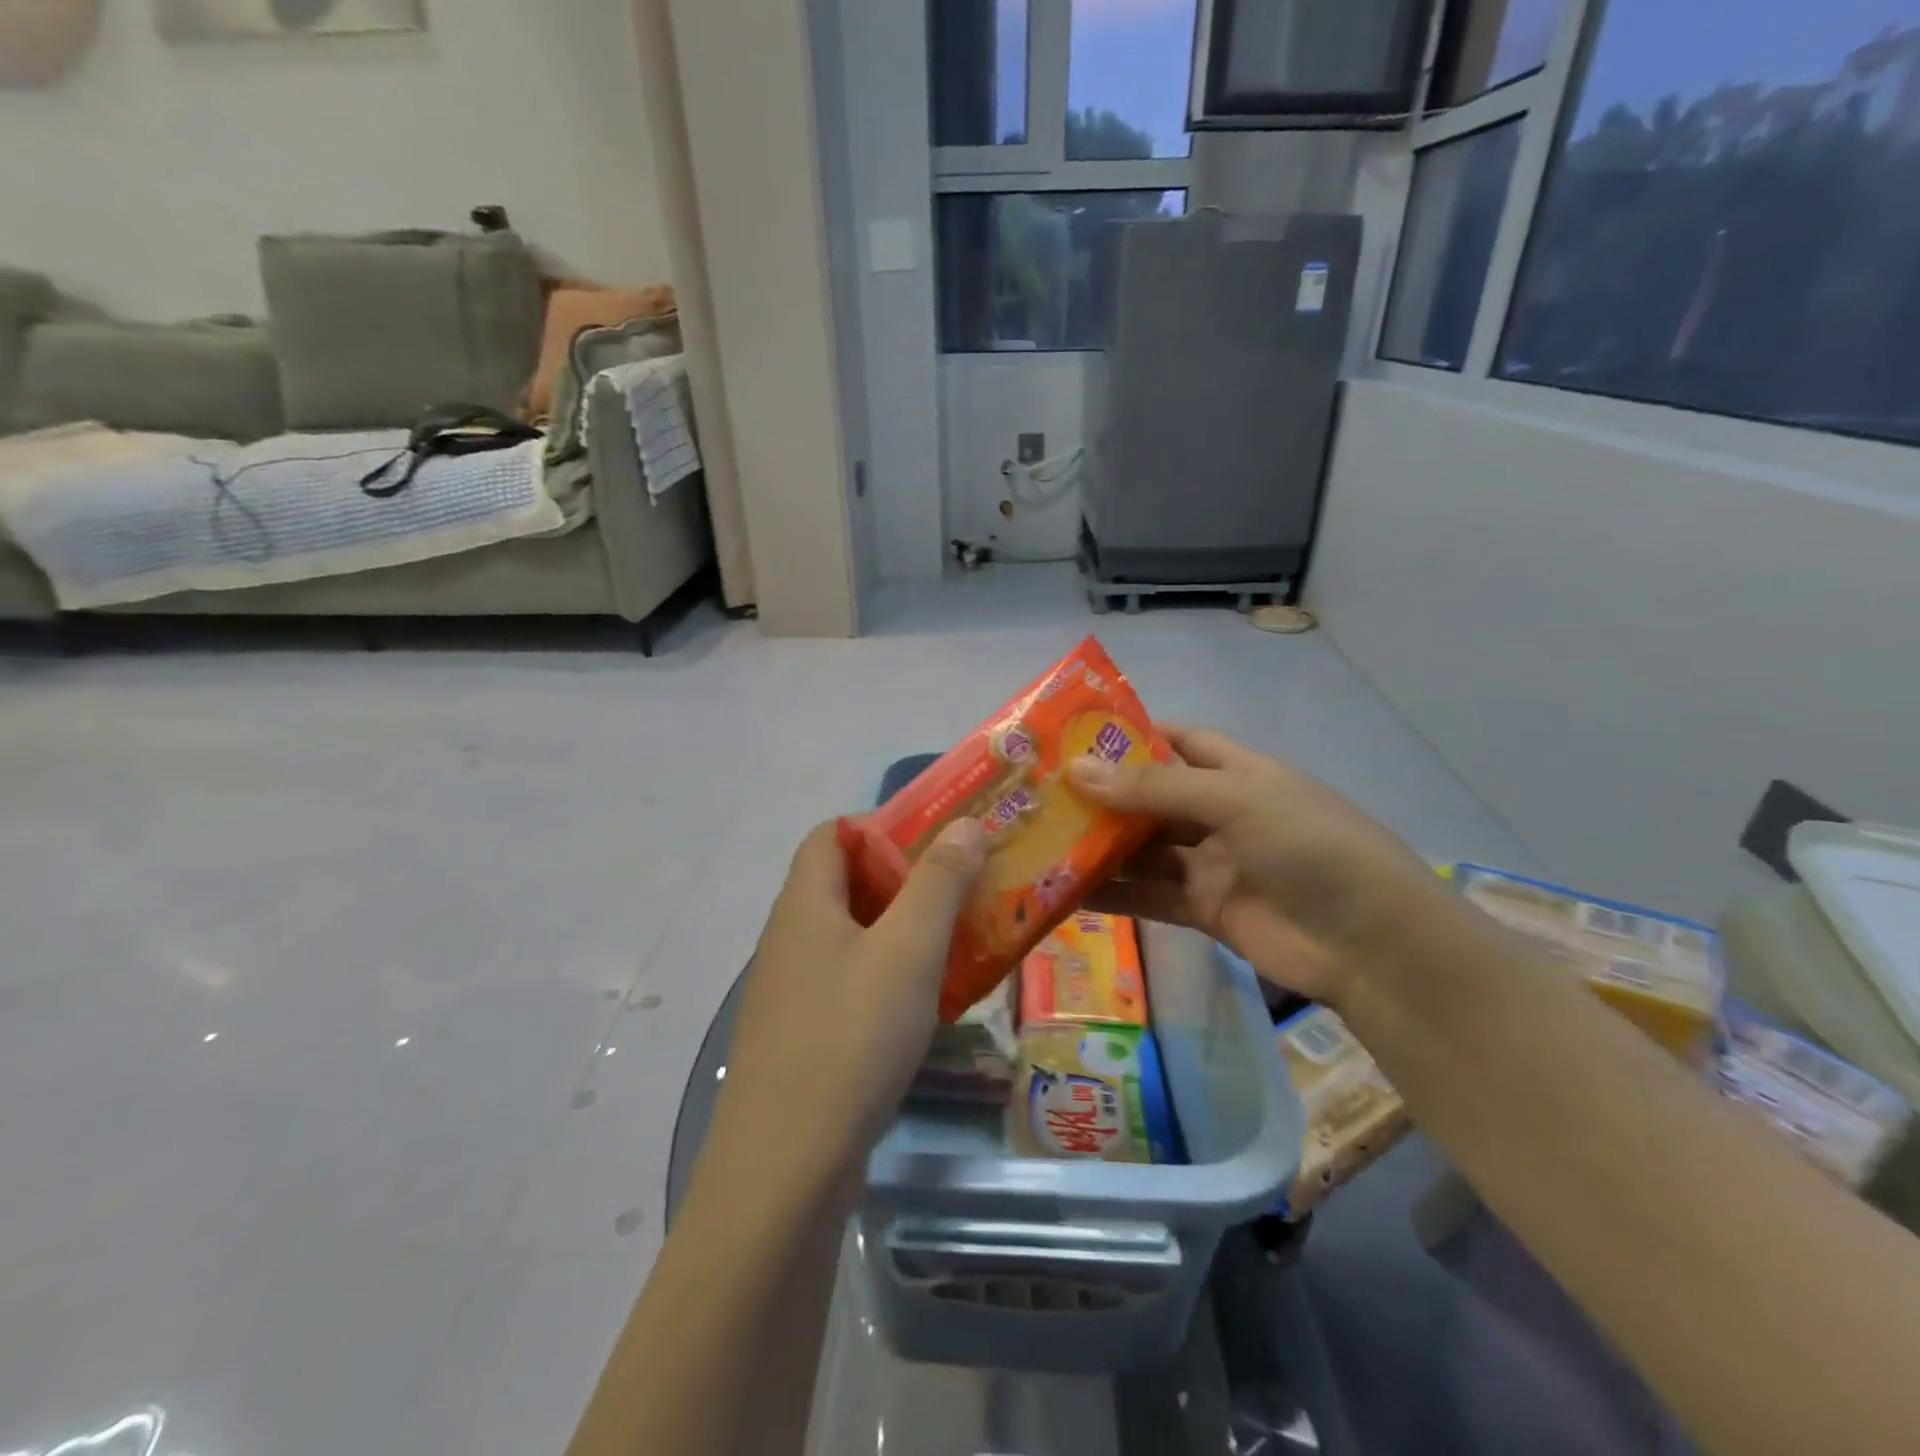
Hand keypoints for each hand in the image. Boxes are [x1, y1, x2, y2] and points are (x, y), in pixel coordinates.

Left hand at [704, 818, 986, 1192]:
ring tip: (958, 941)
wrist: (784, 1172)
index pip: (831, 835)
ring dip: (901, 932)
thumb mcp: (908, 949)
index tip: (936, 840)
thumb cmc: (850, 1038)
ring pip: (851, 938)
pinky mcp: (801, 1039)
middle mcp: (788, 940)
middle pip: (844, 885)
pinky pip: (849, 985)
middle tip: (962, 888)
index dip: (880, 826)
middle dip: (904, 880)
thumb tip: (964, 823)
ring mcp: (790, 993)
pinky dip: (888, 978)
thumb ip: (938, 881)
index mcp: (803, 904)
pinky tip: (926, 1005)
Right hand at [1070, 727, 1440, 1007]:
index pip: (1180, 742)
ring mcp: (1212, 864)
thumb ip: (1155, 789)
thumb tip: (1077, 769)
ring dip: (1100, 846)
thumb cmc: (1310, 847)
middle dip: (1103, 795)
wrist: (1371, 945)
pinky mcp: (1204, 910)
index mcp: (1238, 773)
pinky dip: (1111, 894)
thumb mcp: (1235, 800)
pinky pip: (1148, 895)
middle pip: (1152, 798)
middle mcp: (1221, 814)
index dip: (1134, 736)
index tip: (1076, 735)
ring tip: (1041, 839)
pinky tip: (1065, 891)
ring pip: (1144, 849)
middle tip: (1040, 792)